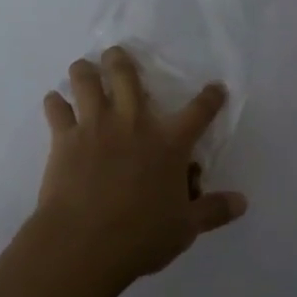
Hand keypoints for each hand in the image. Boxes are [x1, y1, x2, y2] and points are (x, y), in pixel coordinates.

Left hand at [32, 47, 247, 293]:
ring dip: (84, 70)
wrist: (85, 242)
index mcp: (169, 142)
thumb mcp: (185, 227)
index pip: (198, 111)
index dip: (210, 98)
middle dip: (121, 60)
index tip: (215, 87)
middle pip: (127, 75)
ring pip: (86, 81)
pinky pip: (56, 109)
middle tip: (116, 54)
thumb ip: (213, 210)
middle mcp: (133, 123)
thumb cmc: (141, 235)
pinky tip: (54, 103)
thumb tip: (242, 202)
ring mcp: (95, 126)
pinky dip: (55, 103)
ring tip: (83, 67)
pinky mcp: (64, 138)